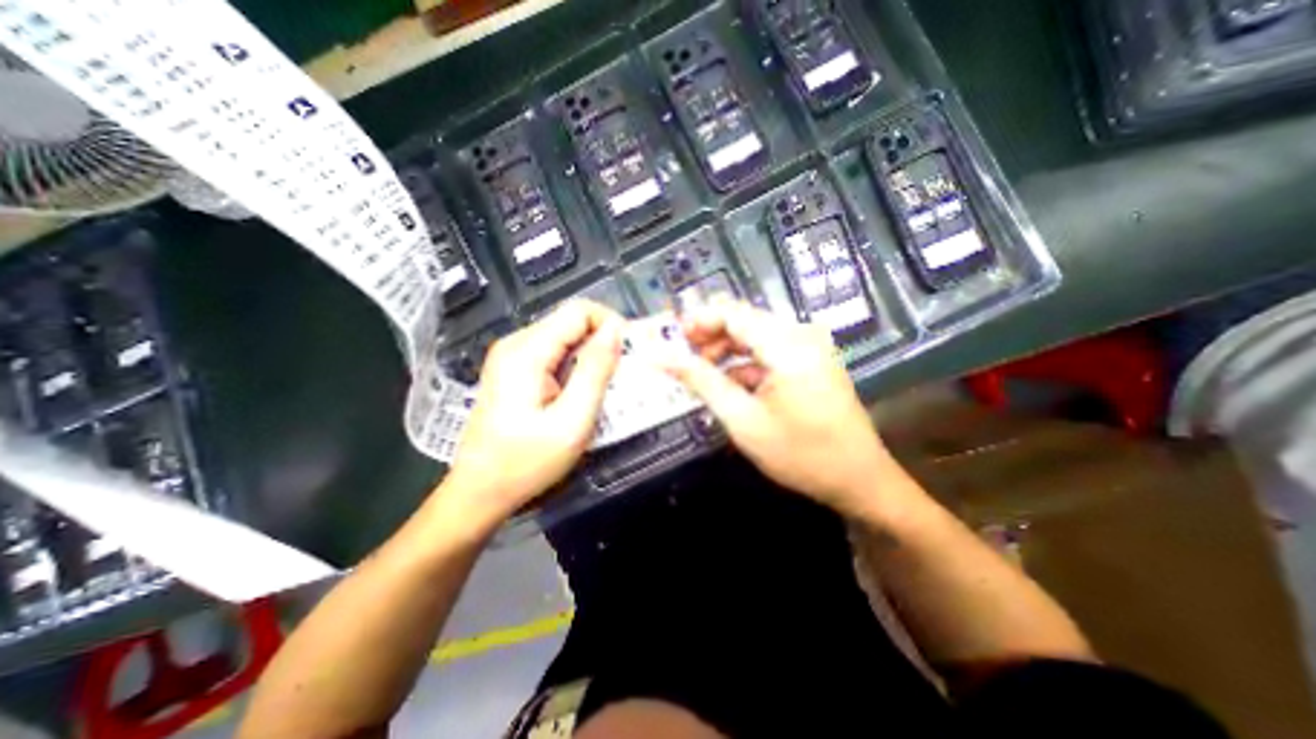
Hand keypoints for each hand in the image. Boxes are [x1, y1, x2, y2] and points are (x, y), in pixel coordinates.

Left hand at [445, 301, 623, 529]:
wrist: (480, 491)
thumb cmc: (526, 462)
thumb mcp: (572, 421)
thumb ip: (595, 372)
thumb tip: (616, 331)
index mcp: (527, 351)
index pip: (579, 311)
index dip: (611, 324)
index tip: (629, 354)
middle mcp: (516, 344)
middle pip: (572, 322)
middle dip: (603, 342)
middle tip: (622, 375)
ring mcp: (512, 356)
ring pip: (566, 337)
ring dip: (592, 356)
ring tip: (605, 387)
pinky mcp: (514, 369)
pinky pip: (555, 353)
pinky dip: (577, 366)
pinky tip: (581, 393)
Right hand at [665, 300, 899, 518]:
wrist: (860, 480)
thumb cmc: (801, 455)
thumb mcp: (743, 420)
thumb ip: (702, 382)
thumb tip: (662, 357)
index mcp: (788, 345)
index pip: (733, 313)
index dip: (697, 321)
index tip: (671, 341)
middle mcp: (802, 335)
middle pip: (744, 321)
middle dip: (709, 338)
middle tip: (682, 362)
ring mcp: (809, 347)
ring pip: (755, 336)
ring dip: (725, 352)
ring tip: (701, 376)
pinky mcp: (811, 360)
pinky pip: (769, 351)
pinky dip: (745, 364)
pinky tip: (730, 386)